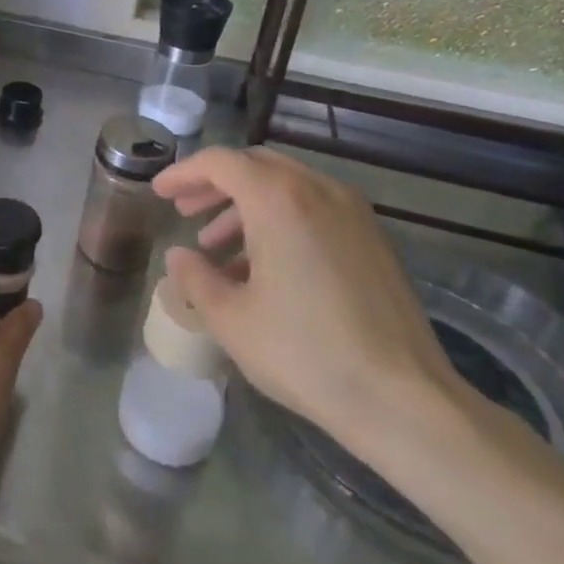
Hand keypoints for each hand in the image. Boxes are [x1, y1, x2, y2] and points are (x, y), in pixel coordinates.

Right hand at [151, 146, 459, 452]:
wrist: (404, 400)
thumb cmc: (305, 353)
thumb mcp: (231, 318)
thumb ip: (195, 277)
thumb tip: (179, 256)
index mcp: (278, 199)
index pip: (220, 162)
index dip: (183, 173)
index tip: (159, 192)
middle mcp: (318, 191)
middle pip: (255, 166)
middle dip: (215, 184)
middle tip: (186, 211)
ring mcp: (353, 213)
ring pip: (286, 186)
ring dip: (246, 205)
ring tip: (217, 247)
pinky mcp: (373, 240)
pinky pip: (314, 209)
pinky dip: (280, 219)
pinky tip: (263, 267)